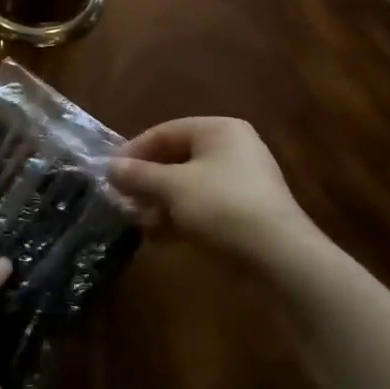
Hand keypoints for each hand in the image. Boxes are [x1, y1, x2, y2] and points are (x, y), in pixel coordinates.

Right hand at [108, 117, 332, 273]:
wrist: (280, 258)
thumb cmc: (223, 207)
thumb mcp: (173, 187)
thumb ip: (138, 175)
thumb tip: (109, 168)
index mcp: (218, 130)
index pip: (164, 132)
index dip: (133, 151)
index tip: (109, 173)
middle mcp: (232, 149)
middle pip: (175, 158)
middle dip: (146, 180)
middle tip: (119, 197)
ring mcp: (240, 182)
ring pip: (187, 185)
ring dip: (159, 201)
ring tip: (134, 219)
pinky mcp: (244, 212)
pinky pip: (202, 206)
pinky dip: (179, 216)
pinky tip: (156, 234)